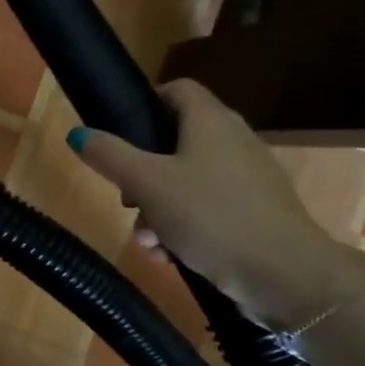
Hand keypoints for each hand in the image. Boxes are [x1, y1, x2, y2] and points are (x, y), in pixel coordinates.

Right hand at [69, 79, 364, 326]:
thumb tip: (79, 133)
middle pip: (174, 143)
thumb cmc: (211, 216)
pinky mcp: (255, 213)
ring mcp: (248, 179)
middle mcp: (233, 141)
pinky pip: (207, 209)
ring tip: (147, 242)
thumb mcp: (147, 183)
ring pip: (186, 182)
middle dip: (141, 175)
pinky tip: (171, 256)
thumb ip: (110, 155)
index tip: (119, 135)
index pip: (176, 89)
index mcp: (210, 122)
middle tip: (127, 202)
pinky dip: (184, 227)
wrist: (285, 275)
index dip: (145, 103)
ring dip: (157, 209)